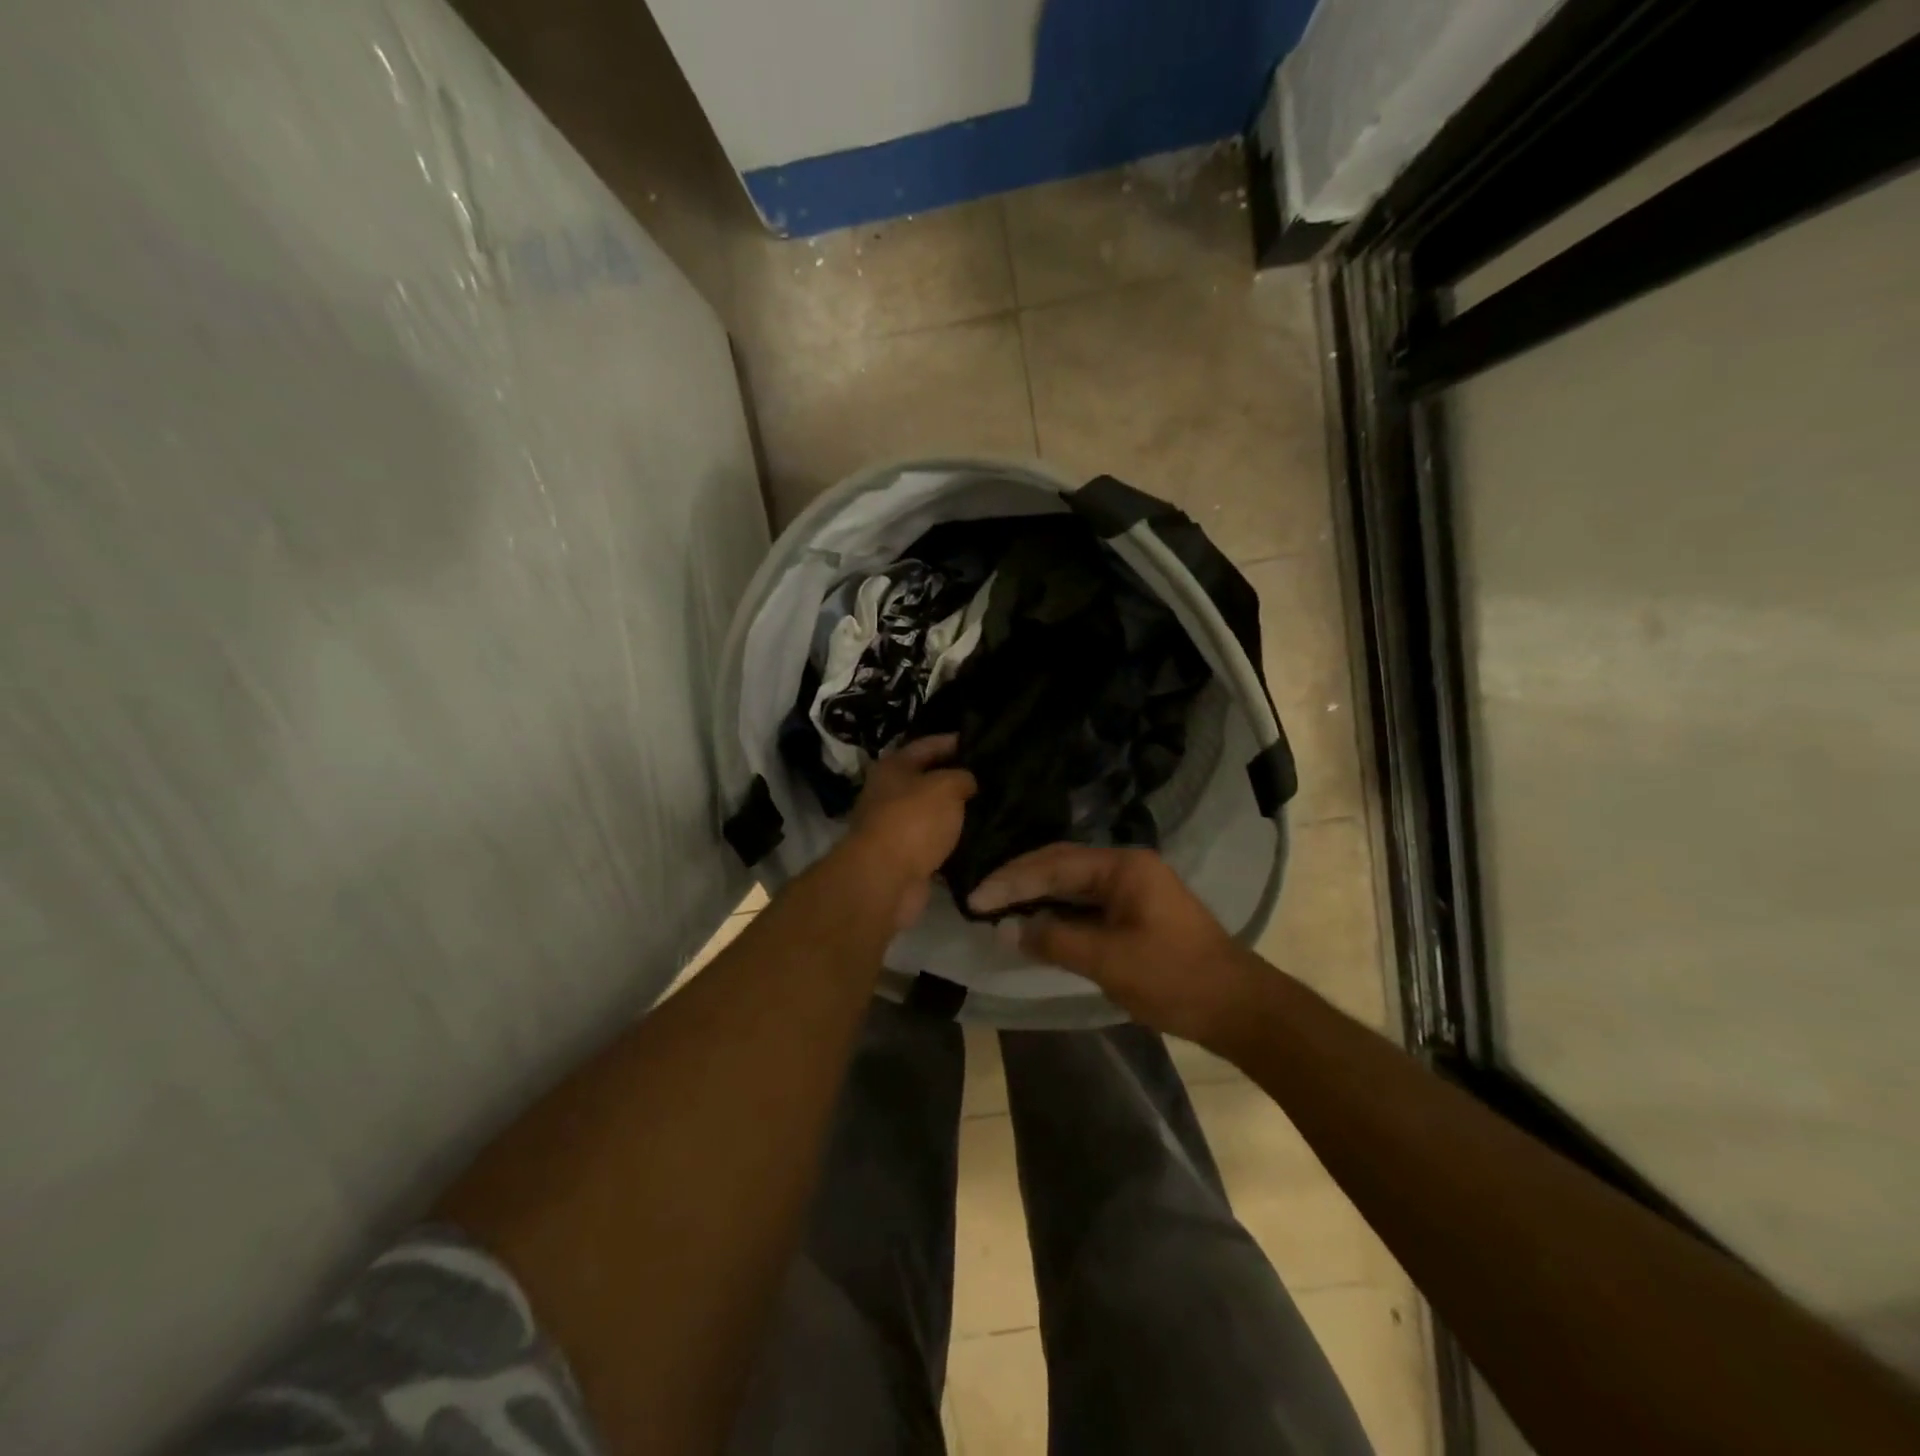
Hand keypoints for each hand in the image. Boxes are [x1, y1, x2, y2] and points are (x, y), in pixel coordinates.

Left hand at [843, 735, 976, 931]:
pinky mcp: (904, 857)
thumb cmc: (913, 821)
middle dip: (957, 778)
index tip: (984, 742)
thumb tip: (968, 780)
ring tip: (993, 808)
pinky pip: (934, 842)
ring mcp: (894, 827)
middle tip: (993, 777)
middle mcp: (888, 793)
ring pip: (932, 813)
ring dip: (956, 812)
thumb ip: (963, 777)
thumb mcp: (946, 787)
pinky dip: (952, 841)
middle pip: (928, 779)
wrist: (886, 879)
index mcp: (893, 767)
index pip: (927, 744)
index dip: (954, 741)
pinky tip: (980, 839)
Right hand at [968, 845, 1260, 1045]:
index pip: (1053, 864)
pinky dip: (1057, 913)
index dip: (1011, 880)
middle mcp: (1126, 867)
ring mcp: (1132, 889)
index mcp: (1123, 866)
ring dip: (1036, 895)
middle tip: (979, 898)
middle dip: (1019, 881)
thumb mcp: (1108, 961)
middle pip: (1060, 865)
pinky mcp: (1134, 912)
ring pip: (1071, 884)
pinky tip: (1034, 923)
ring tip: (996, 907)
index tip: (975, 898)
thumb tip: (1006, 929)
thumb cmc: (1174, 978)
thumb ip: (1054, 940)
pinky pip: (1085, 904)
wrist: (1238, 1007)